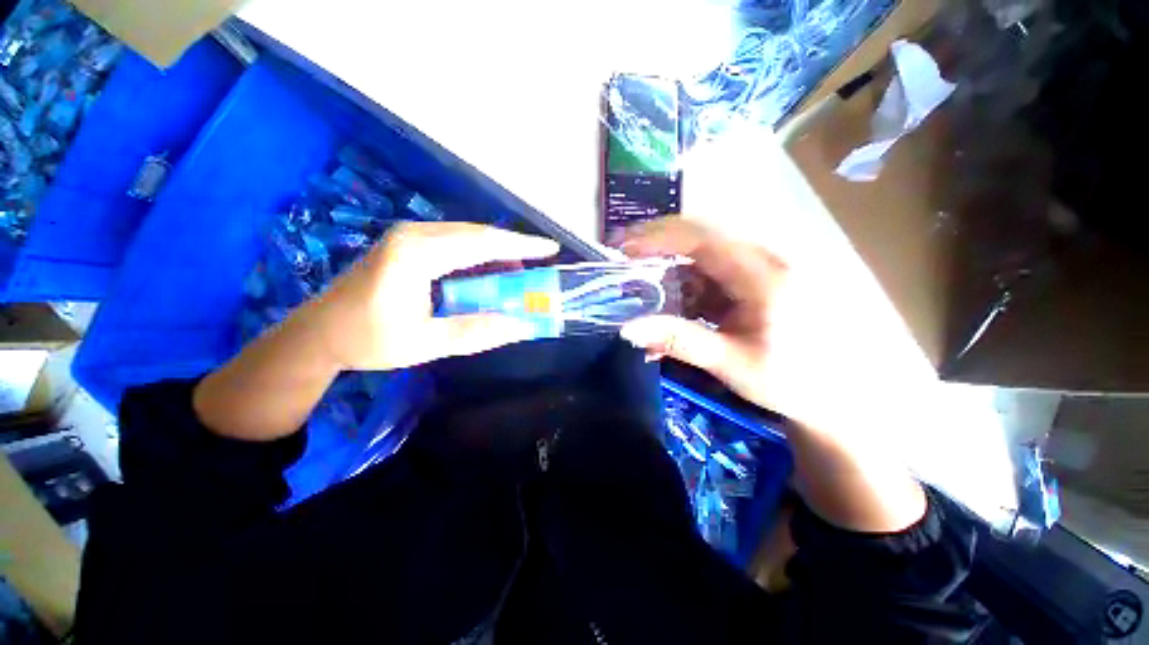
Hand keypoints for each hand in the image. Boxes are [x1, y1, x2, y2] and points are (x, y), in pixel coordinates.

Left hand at [306, 222, 558, 370]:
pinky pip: (455, 243)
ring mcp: (409, 236)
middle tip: (540, 263)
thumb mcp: (426, 343)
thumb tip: (521, 326)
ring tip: (520, 272)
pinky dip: (479, 256)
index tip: (550, 248)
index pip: (482, 243)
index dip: (521, 246)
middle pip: (478, 234)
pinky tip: (490, 271)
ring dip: (497, 252)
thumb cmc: (368, 339)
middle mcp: (415, 235)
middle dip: (514, 248)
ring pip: (468, 236)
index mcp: (417, 254)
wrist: (318, 334)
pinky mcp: (407, 244)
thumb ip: (475, 333)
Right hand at [619, 217, 788, 412]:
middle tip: (623, 260)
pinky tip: (672, 315)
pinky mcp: (753, 285)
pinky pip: (711, 279)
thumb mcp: (731, 362)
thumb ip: (678, 341)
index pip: (701, 238)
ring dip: (669, 276)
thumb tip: (627, 329)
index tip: (621, 247)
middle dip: (657, 247)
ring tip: (643, 297)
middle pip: (699, 239)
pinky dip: (685, 293)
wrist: (838, 394)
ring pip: (701, 260)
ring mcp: (758, 272)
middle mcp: (761, 262)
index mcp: (762, 274)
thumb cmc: (792, 379)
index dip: (657, 237)